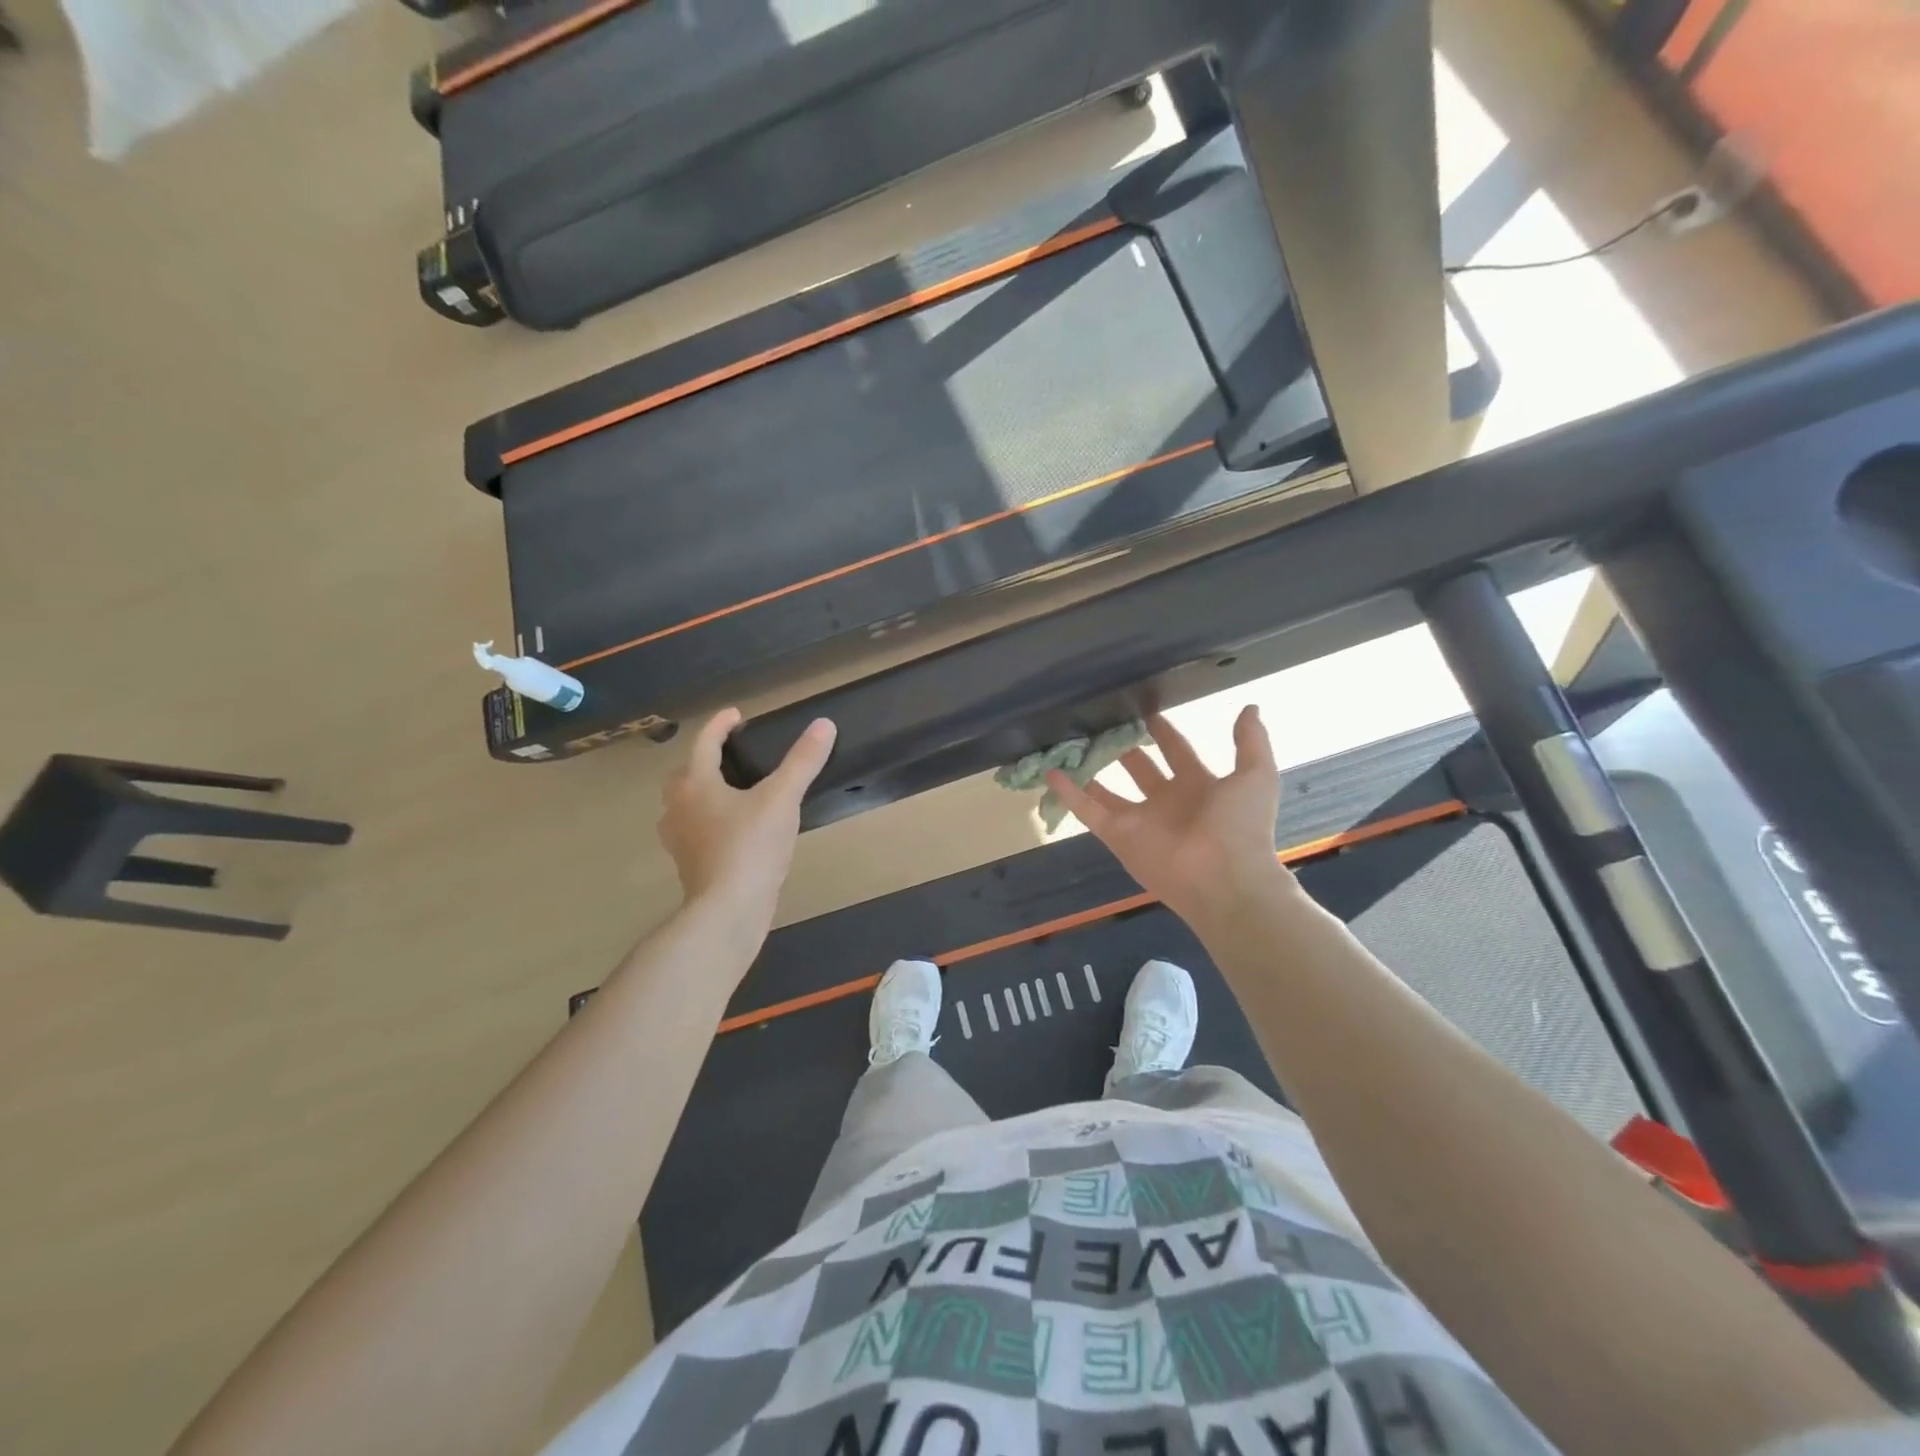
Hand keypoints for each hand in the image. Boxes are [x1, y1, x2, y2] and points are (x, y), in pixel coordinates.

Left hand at [658, 709, 835, 928]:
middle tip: (730, 755)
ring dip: (702, 792)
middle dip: (704, 760)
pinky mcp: (689, 865)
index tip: (737, 715)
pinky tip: (733, 830)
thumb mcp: (782, 799)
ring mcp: (680, 839)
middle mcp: (679, 807)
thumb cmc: (750, 847)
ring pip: (685, 805)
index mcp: (696, 784)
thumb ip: (802, 761)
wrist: (728, 909)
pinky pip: (694, 831)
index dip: (721, 725)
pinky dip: (709, 821)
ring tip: (732, 791)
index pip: (704, 743)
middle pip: (684, 774)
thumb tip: (824, 724)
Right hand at [1047, 707, 1291, 927]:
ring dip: (1091, 769)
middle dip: (1123, 747)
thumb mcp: (1256, 775)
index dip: (1163, 731)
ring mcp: (1140, 819)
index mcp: (1200, 786)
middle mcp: (1167, 801)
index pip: (1177, 751)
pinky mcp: (1117, 836)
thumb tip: (1249, 707)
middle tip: (1102, 722)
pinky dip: (1068, 793)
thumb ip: (1251, 742)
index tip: (1144, 710)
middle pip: (1139, 768)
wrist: (1224, 879)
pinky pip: (1088, 811)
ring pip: (1108, 789)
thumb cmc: (1240, 825)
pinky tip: (1050, 772)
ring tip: (1070, 744)